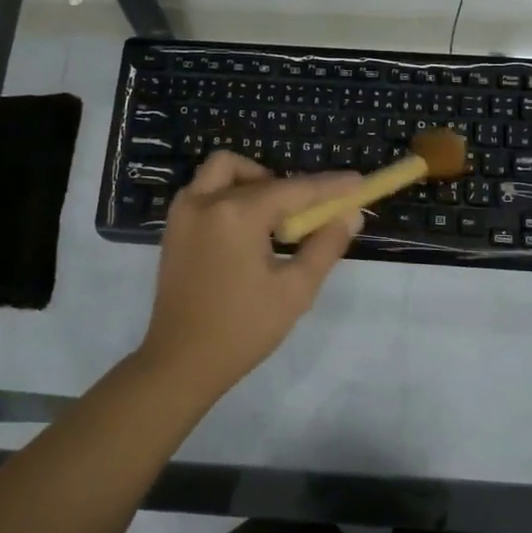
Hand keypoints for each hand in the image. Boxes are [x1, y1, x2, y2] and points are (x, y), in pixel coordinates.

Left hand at [137, 152, 360, 393]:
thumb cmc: (243, 329)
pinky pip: (205, 190)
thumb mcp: (295, 290)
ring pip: (224, 171)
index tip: (358, 181)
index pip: (294, 189)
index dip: (329, 186)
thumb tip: (350, 214)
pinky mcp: (173, 227)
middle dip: (291, 189)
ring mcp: (183, 212)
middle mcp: (205, 201)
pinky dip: (230, 194)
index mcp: (236, 214)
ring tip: (274, 219)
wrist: (181, 361)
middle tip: (309, 217)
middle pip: (260, 176)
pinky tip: (246, 230)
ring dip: (254, 181)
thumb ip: (325, 246)